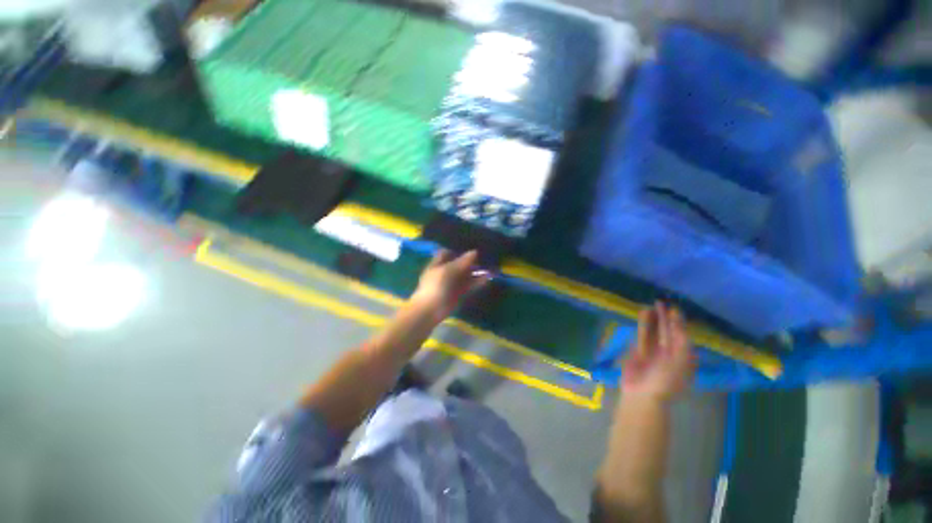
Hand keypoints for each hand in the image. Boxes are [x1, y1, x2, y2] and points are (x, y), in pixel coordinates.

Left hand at [410, 250, 488, 323]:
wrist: (431, 310)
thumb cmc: (436, 285)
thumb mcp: (449, 270)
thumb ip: (462, 261)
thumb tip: (474, 252)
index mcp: (437, 264)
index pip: (446, 253)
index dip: (457, 250)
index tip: (470, 247)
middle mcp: (445, 272)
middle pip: (458, 264)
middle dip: (470, 261)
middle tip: (484, 256)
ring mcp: (452, 284)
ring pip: (465, 275)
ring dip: (476, 272)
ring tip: (489, 267)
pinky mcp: (459, 294)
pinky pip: (469, 285)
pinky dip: (477, 282)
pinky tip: (487, 278)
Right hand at [621, 302, 695, 402]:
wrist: (642, 394)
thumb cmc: (664, 381)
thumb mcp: (678, 364)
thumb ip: (681, 345)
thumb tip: (682, 328)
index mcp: (682, 357)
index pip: (681, 335)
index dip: (679, 322)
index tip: (674, 309)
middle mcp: (669, 352)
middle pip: (668, 331)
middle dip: (665, 318)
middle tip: (661, 302)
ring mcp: (653, 351)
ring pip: (655, 331)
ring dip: (653, 319)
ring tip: (650, 306)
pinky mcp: (639, 350)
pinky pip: (642, 335)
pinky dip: (643, 325)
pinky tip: (642, 316)